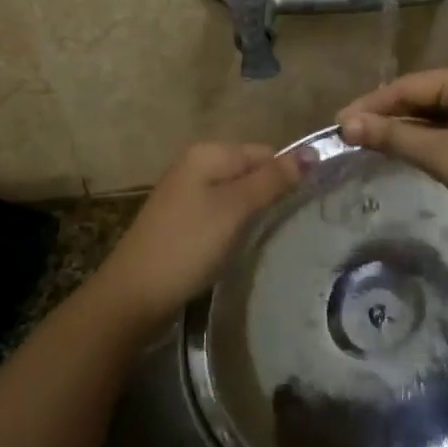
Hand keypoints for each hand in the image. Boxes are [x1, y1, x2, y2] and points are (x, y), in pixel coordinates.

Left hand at [90, 142, 303, 330]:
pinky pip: (220, 212)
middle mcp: (195, 165)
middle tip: (292, 225)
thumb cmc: (188, 245)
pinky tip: (240, 245)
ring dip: (254, 212)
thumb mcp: (235, 209)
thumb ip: (273, 180)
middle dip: (271, 193)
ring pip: (236, 194)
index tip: (307, 207)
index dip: (288, 176)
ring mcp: (185, 193)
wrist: (134, 294)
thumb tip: (314, 151)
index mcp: (207, 153)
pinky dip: (235, 225)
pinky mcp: (182, 220)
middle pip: (250, 171)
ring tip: (271, 237)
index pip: (265, 153)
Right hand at [337, 69, 447, 254]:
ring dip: (397, 129)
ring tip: (360, 143)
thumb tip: (345, 124)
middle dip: (382, 115)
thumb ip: (393, 136)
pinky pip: (440, 132)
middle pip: (417, 97)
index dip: (371, 103)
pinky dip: (416, 141)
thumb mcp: (443, 155)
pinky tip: (392, 151)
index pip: (408, 85)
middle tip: (344, 135)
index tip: (337, 123)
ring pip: (427, 116)